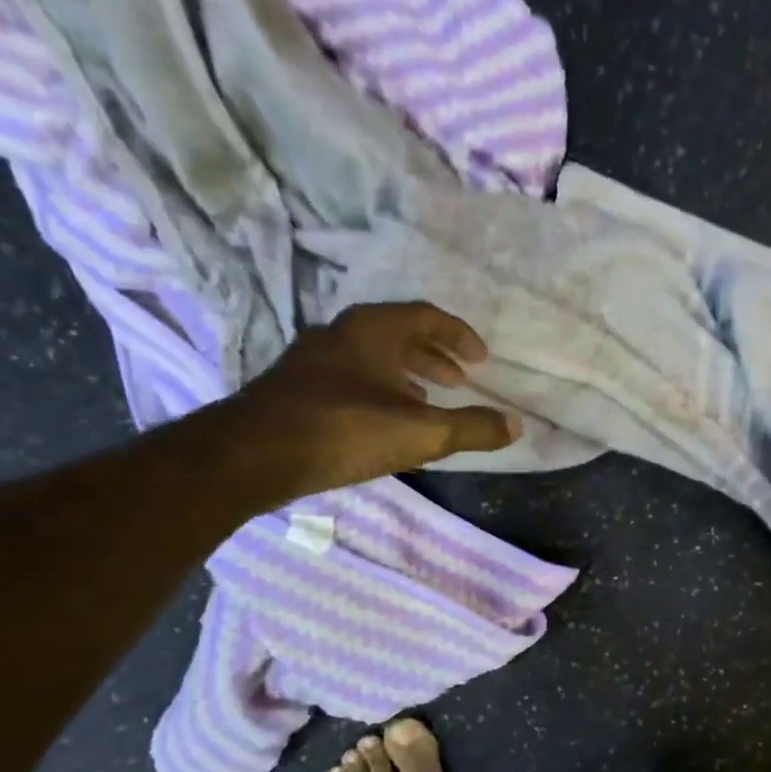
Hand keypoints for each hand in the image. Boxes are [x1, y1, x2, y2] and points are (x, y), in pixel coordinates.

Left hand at [234, 302, 519, 498]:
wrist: (254, 454)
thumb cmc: (345, 430)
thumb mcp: (422, 433)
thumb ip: (472, 428)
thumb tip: (516, 426)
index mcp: (373, 330)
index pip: (426, 317)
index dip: (459, 336)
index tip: (481, 361)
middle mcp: (341, 334)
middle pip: (398, 334)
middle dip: (434, 356)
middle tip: (459, 381)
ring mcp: (313, 360)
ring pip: (372, 357)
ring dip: (406, 375)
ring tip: (428, 400)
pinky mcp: (296, 388)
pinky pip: (351, 377)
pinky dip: (380, 390)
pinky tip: (386, 420)